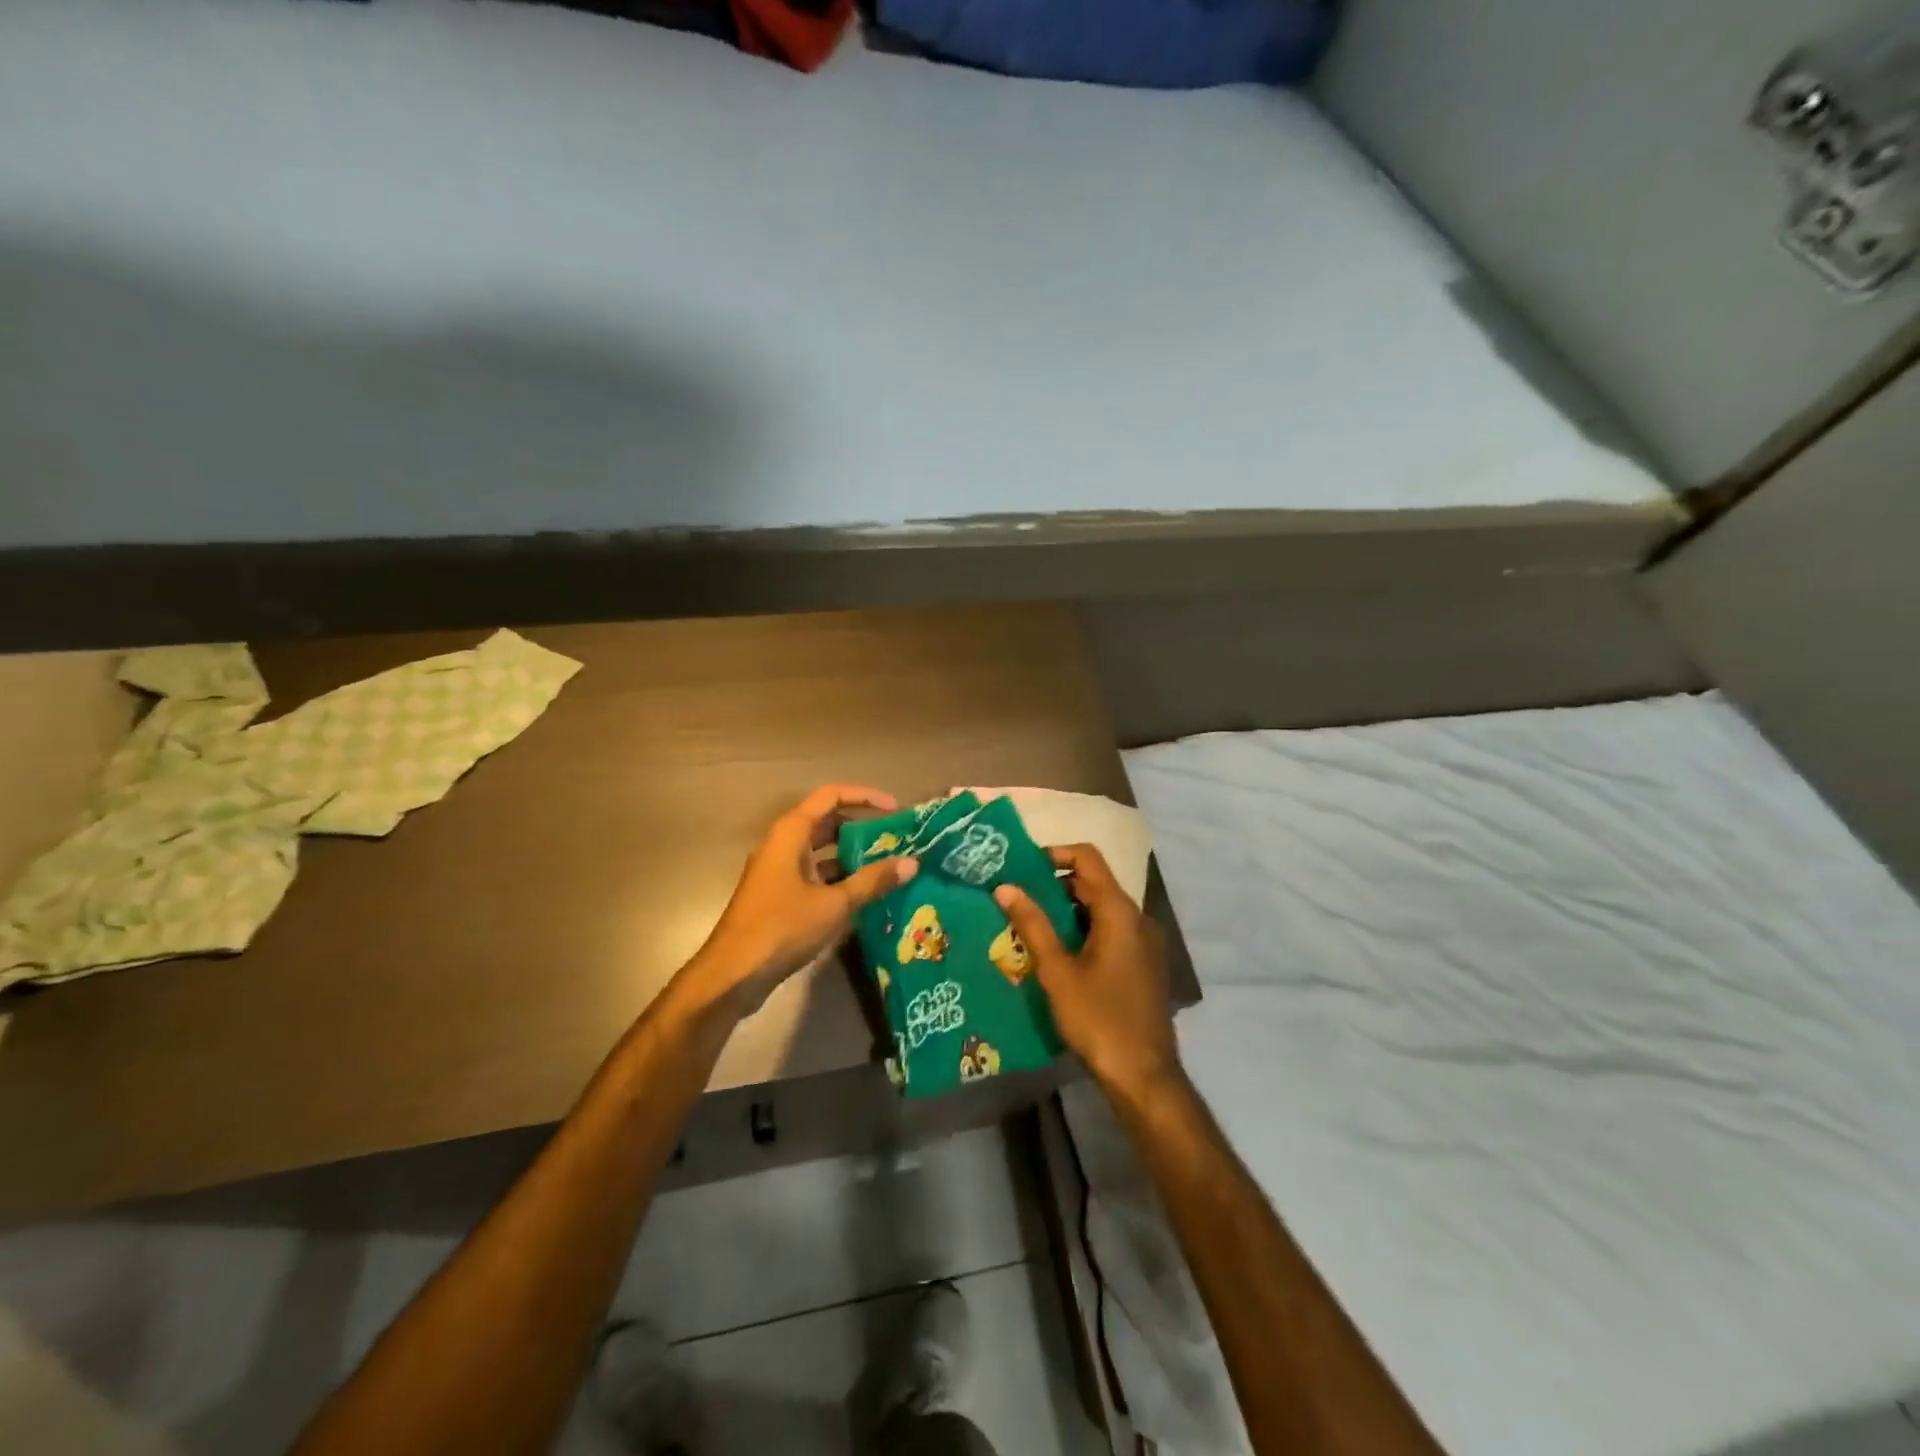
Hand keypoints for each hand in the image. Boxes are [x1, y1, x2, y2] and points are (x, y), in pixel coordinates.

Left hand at [685, 784, 918, 1017]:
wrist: (732, 975)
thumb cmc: (781, 928)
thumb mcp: (834, 904)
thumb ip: (872, 881)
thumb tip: (911, 863)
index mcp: (791, 833)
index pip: (831, 795)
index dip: (865, 796)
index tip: (895, 809)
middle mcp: (783, 844)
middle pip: (827, 821)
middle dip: (862, 827)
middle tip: (895, 839)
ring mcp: (779, 870)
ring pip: (821, 851)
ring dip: (852, 855)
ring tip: (887, 865)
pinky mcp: (779, 895)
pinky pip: (815, 874)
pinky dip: (839, 878)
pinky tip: (864, 895)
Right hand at [993, 844, 1180, 1098]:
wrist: (1144, 1075)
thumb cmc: (1098, 1019)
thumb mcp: (1057, 971)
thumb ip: (1032, 925)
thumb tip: (1005, 887)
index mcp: (1119, 911)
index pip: (1088, 857)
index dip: (1055, 853)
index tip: (1023, 866)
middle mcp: (1136, 917)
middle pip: (1094, 882)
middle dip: (1055, 884)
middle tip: (1018, 897)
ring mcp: (1143, 941)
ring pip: (1101, 908)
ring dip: (1067, 909)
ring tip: (1030, 924)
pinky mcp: (1143, 962)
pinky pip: (1111, 930)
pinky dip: (1083, 929)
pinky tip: (1057, 952)